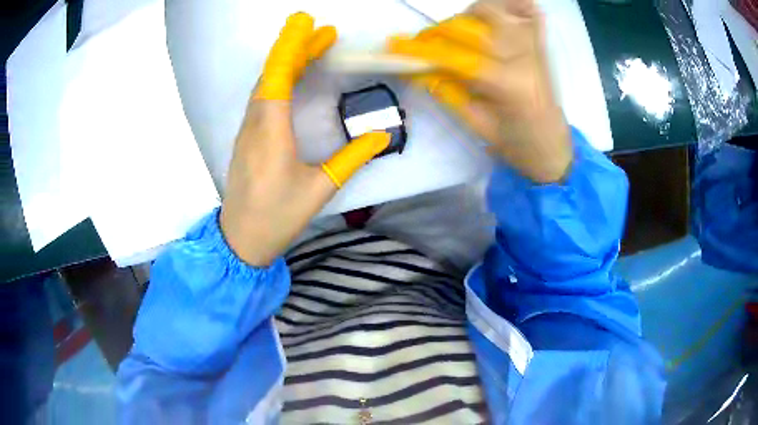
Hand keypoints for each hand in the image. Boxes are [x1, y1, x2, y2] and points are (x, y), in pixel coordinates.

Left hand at [220, 13, 390, 265]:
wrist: (240, 240)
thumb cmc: (277, 217)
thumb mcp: (320, 189)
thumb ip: (351, 159)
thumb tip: (382, 136)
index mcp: (271, 133)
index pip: (278, 77)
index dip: (291, 46)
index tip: (306, 22)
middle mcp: (255, 124)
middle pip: (272, 74)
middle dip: (297, 48)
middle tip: (325, 31)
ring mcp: (248, 130)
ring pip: (266, 84)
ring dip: (289, 61)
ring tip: (315, 47)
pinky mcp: (248, 137)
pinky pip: (263, 98)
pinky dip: (280, 79)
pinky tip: (294, 75)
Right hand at [387, 0, 571, 182]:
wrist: (555, 149)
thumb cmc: (518, 146)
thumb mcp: (479, 126)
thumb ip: (448, 93)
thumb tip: (418, 71)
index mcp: (508, 84)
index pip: (455, 56)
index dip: (421, 49)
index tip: (395, 45)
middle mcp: (523, 57)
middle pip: (470, 26)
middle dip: (438, 31)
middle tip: (423, 43)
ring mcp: (534, 46)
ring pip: (493, 10)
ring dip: (466, 16)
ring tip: (457, 33)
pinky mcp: (541, 44)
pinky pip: (527, 11)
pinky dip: (510, 5)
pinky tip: (494, 17)